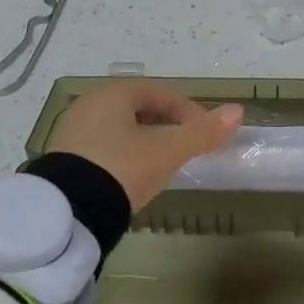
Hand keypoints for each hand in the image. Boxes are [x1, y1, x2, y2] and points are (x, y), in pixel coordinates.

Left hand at [49, 80, 244, 209]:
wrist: (68, 211)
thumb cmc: (121, 170)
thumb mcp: (166, 153)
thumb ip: (201, 133)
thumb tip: (237, 112)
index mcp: (113, 94)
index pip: (159, 92)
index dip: (187, 110)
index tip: (204, 132)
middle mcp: (89, 104)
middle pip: (138, 107)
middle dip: (166, 123)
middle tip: (186, 146)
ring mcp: (74, 130)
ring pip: (120, 127)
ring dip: (145, 139)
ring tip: (163, 162)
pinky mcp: (65, 156)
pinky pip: (104, 144)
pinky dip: (125, 153)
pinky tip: (133, 174)